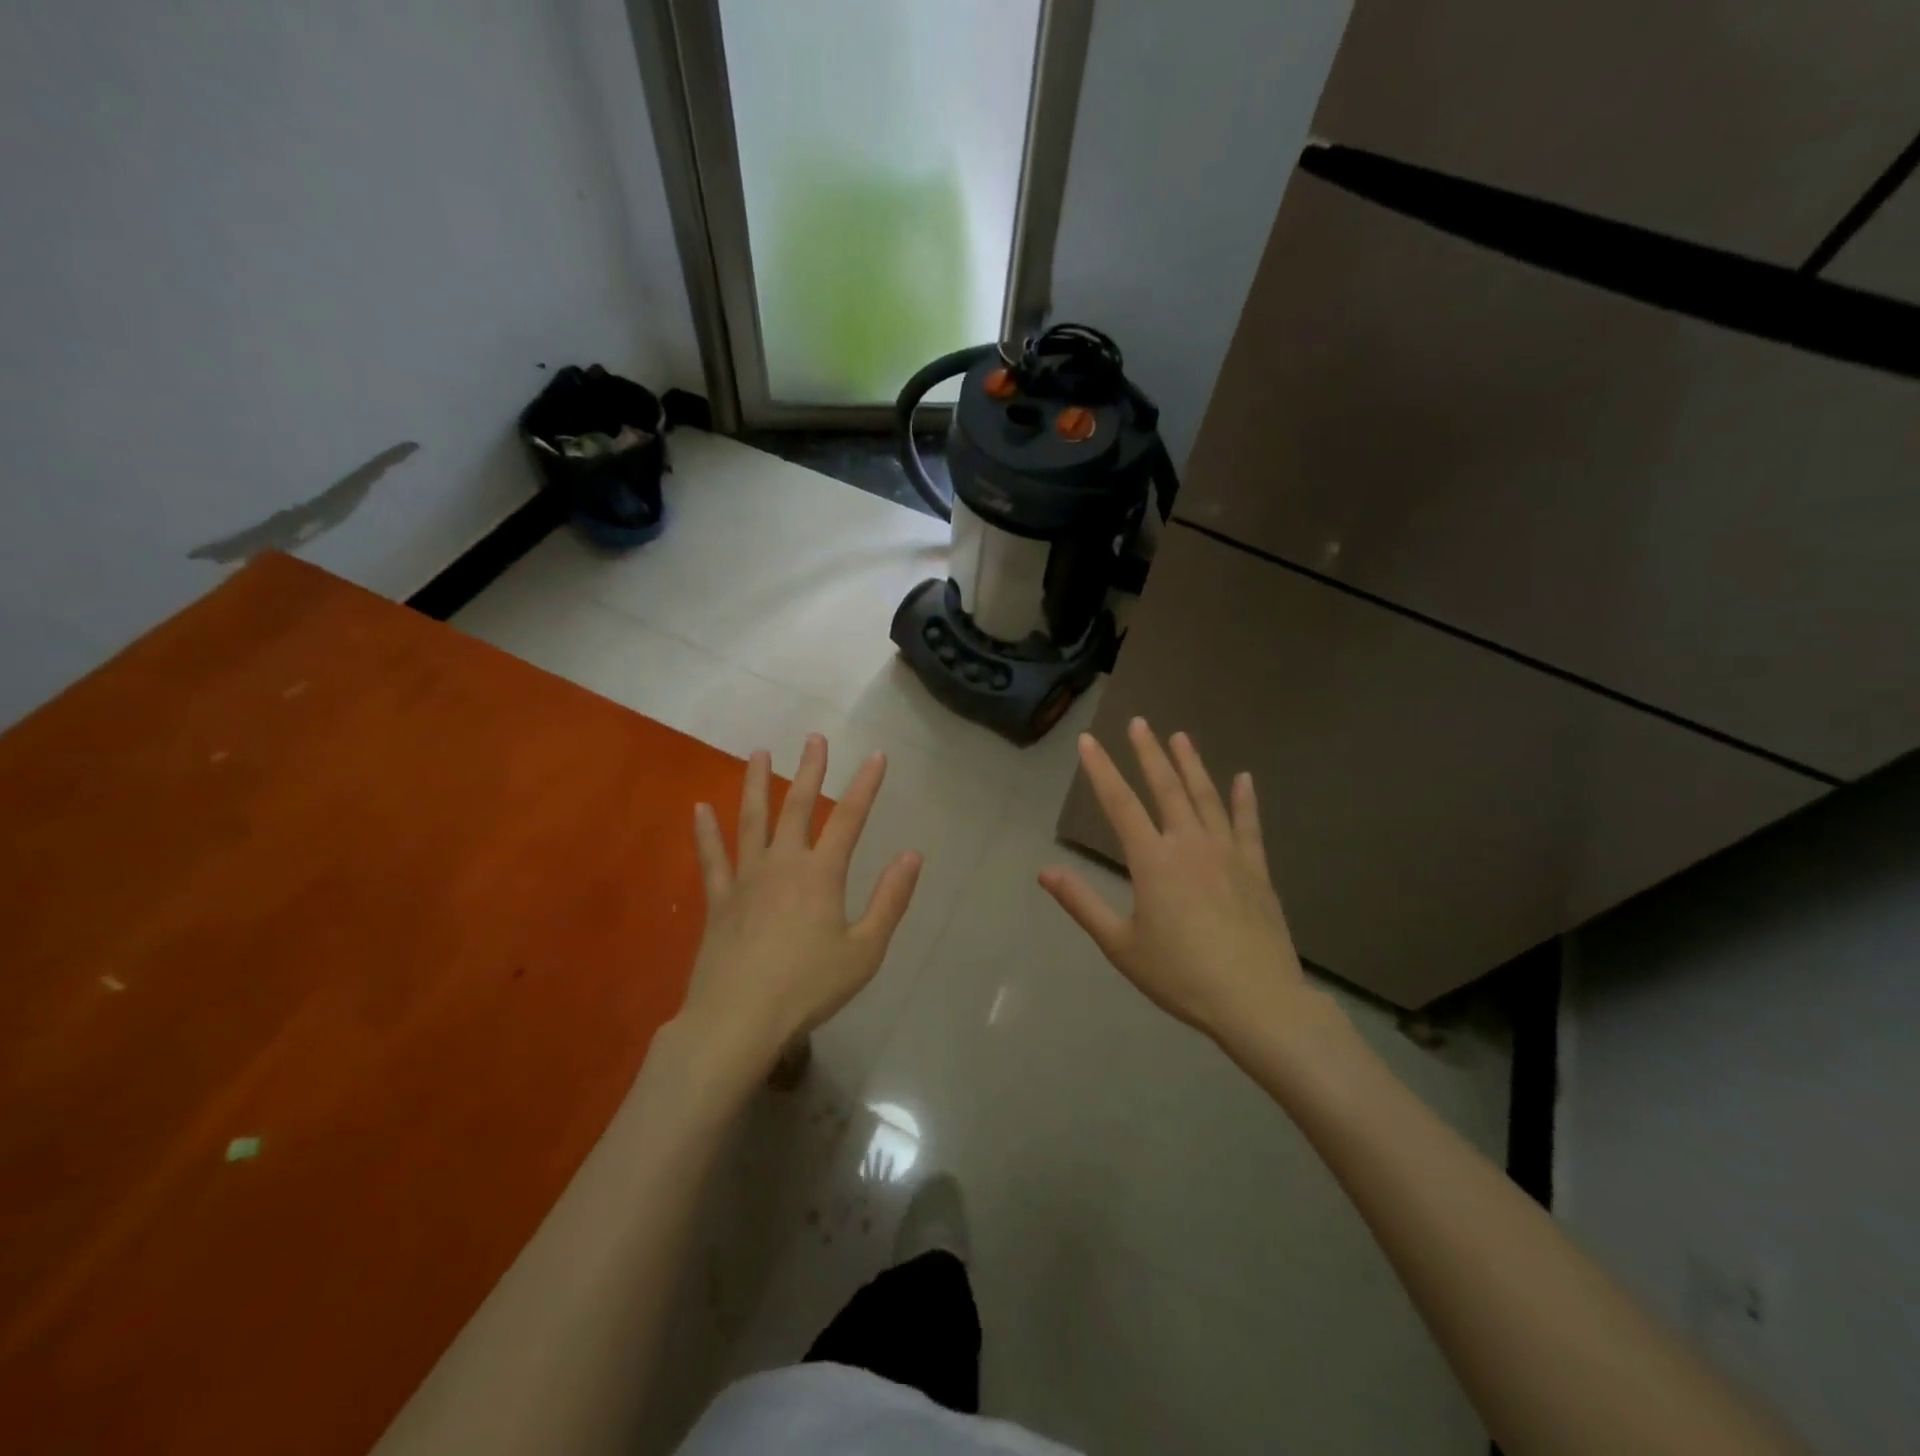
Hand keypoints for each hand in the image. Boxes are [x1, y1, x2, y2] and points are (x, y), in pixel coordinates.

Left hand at [678, 734, 921, 1082]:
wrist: (738, 1018)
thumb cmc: (808, 987)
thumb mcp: (865, 951)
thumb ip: (890, 901)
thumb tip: (911, 856)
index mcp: (821, 874)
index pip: (849, 819)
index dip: (865, 785)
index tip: (876, 755)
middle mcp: (783, 864)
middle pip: (797, 807)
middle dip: (809, 770)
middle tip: (813, 738)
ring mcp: (746, 879)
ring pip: (751, 821)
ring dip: (756, 784)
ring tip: (758, 753)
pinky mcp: (718, 900)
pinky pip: (711, 858)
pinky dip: (705, 832)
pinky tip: (699, 808)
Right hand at [1040, 718, 1307, 1043]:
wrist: (1255, 1001)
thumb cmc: (1180, 976)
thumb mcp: (1121, 945)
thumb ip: (1082, 904)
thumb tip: (1045, 871)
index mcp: (1153, 861)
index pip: (1120, 804)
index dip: (1101, 770)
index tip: (1089, 740)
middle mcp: (1189, 845)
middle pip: (1166, 788)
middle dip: (1149, 753)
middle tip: (1139, 722)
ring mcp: (1227, 854)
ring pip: (1206, 797)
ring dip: (1191, 765)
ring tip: (1181, 736)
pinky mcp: (1256, 870)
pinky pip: (1249, 825)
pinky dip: (1245, 799)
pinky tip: (1243, 778)